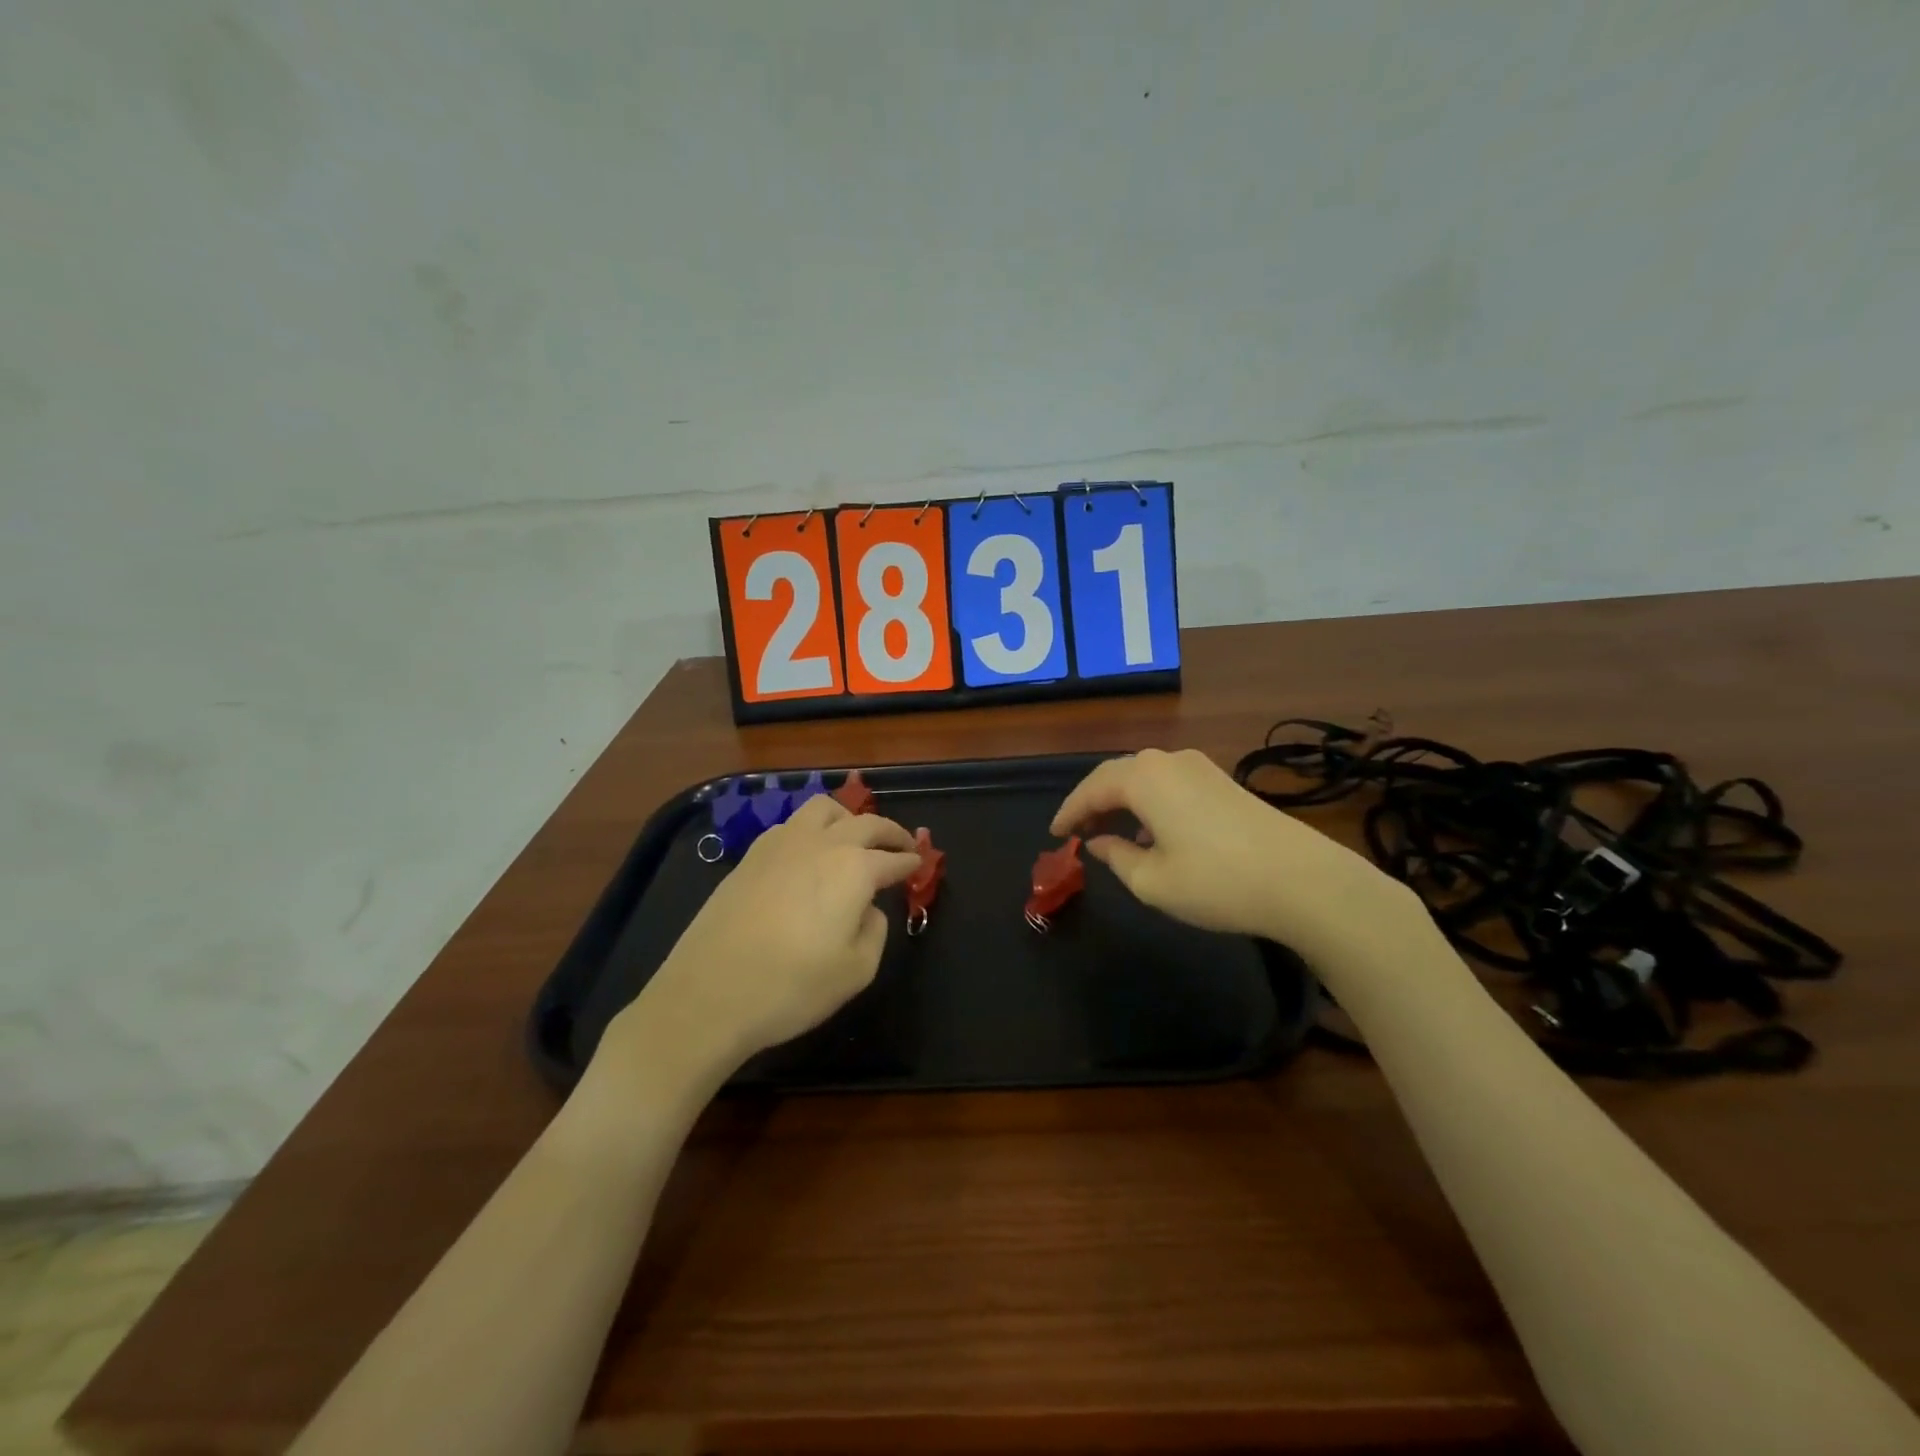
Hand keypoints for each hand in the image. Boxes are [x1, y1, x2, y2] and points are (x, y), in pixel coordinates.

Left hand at [608, 794, 919, 1081]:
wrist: (708, 995)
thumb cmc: (791, 987)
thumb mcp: (856, 971)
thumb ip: (874, 930)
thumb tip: (868, 908)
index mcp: (854, 868)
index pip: (892, 858)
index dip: (910, 861)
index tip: (920, 864)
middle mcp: (821, 844)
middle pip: (865, 822)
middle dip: (889, 831)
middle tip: (901, 844)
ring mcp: (781, 844)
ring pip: (823, 809)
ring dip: (847, 817)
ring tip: (853, 836)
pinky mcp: (750, 856)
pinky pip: (790, 825)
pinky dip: (811, 829)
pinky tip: (808, 852)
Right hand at [1050, 748, 1415, 957]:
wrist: (1303, 881)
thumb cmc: (1216, 882)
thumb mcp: (1152, 881)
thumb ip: (1116, 856)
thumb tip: (1098, 841)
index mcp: (1143, 778)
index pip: (1091, 789)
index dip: (1068, 812)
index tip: (1054, 834)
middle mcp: (1168, 760)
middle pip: (1116, 775)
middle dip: (1092, 801)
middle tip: (1076, 831)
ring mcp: (1200, 767)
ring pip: (1145, 777)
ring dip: (1122, 800)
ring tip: (1108, 831)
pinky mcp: (1223, 780)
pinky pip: (1170, 783)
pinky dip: (1149, 802)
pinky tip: (1153, 832)